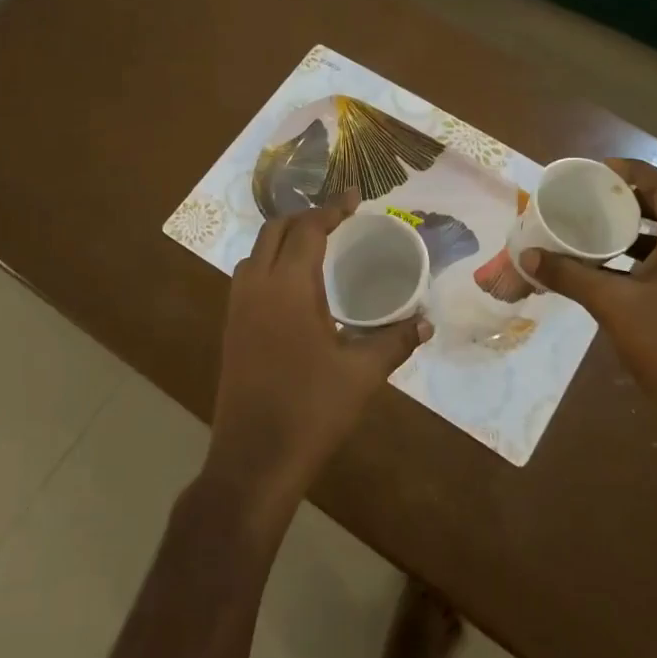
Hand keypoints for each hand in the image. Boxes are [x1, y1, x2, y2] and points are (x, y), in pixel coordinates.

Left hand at [204, 200, 429, 527]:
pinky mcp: (230, 329)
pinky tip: (295, 288)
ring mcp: (237, 308)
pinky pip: (248, 277)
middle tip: (339, 221)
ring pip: (256, 253)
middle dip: (305, 218)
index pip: (308, 229)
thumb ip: (394, 341)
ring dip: (283, 239)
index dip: (332, 209)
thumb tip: (426, 322)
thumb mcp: (361, 373)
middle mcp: (256, 286)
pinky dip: (270, 264)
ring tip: (317, 247)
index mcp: (288, 287)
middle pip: (275, 231)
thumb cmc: (311, 410)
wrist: (253, 459)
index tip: (355, 198)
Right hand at [520, 159, 656, 416]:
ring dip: (632, 231)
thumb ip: (569, 275)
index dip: (632, 171)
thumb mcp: (611, 304)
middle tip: (588, 200)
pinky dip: (639, 259)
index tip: (595, 173)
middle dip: (627, 201)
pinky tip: (607, 272)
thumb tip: (528, 255)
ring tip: (592, 231)